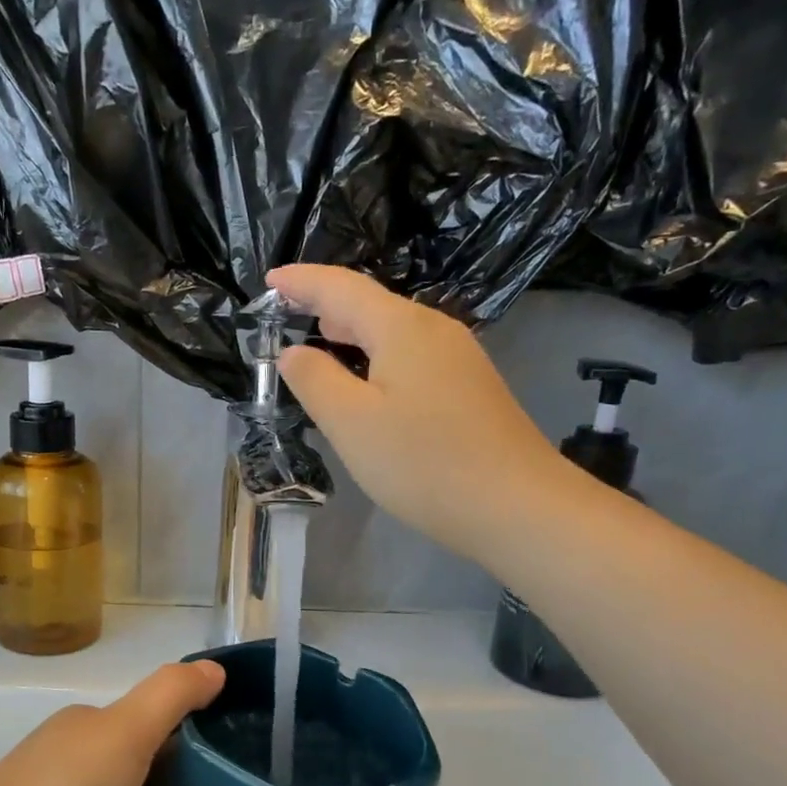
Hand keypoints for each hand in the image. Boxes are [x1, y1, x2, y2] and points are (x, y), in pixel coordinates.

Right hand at [268, 263, 571, 567]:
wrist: (518, 506)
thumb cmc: (424, 462)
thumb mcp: (351, 423)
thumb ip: (315, 380)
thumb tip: (293, 352)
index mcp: (401, 327)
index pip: (341, 288)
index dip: (302, 280)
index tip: (269, 279)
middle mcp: (434, 330)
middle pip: (370, 305)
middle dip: (325, 304)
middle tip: (286, 311)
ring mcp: (458, 359)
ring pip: (393, 331)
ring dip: (352, 332)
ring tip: (319, 340)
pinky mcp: (468, 388)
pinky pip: (410, 356)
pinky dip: (376, 356)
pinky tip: (367, 381)